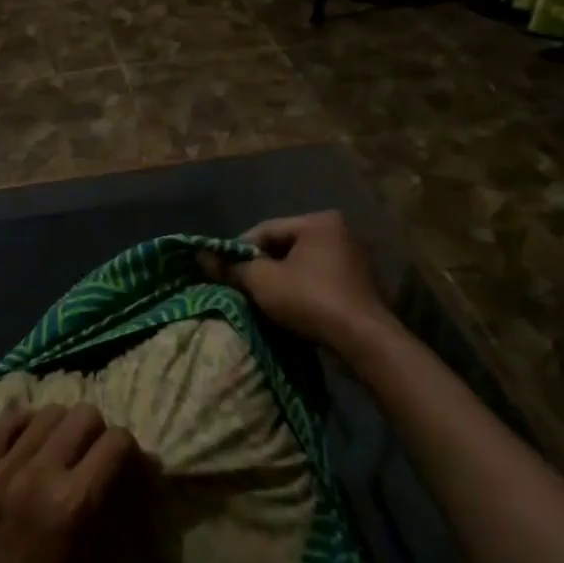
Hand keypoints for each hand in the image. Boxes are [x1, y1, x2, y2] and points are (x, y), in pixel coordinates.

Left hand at [0, 404, 139, 562]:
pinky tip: (33, 449)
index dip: (133, 454)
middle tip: (100, 465)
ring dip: (65, 429)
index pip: (117, 442)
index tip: (133, 472)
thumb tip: (145, 467)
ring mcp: (2, 471)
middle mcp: (38, 475)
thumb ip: (120, 510)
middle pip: (84, 415)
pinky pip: (5, 423)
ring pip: (47, 412)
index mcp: (75, 504)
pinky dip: (26, 427)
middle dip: (101, 435)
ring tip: (66, 457)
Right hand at [198, 211, 400, 349]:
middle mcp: (340, 233)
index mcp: (318, 221)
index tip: (221, 269)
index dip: (238, 249)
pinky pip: (318, 281)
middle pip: (284, 246)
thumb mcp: (261, 281)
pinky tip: (286, 308)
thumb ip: (231, 267)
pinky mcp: (359, 286)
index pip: (266, 229)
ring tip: (259, 298)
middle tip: (239, 284)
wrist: (362, 341)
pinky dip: (300, 291)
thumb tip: (201, 256)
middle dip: (260, 265)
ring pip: (301, 265)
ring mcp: (353, 259)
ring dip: (279, 280)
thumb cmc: (310, 299)